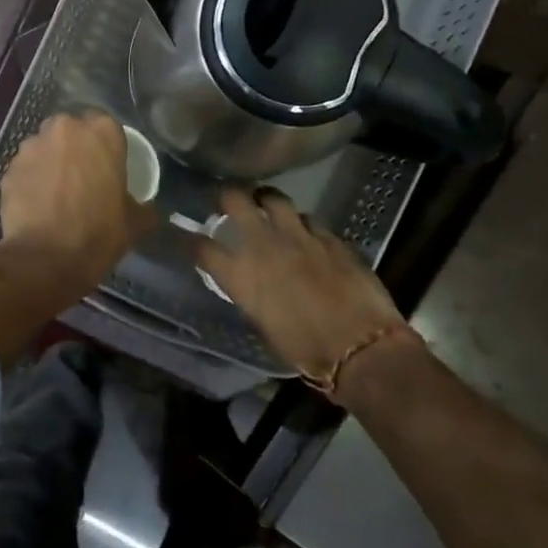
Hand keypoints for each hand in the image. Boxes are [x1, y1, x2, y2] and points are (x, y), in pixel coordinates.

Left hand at [0, 111, 155, 299]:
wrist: (45, 259)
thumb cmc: (98, 234)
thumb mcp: (134, 222)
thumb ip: (142, 206)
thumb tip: (147, 209)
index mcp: (102, 132)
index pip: (106, 125)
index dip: (105, 146)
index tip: (108, 166)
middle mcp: (64, 129)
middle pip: (71, 130)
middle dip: (74, 148)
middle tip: (82, 176)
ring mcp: (32, 147)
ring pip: (44, 147)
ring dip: (50, 162)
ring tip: (55, 193)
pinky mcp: (8, 169)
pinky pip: (25, 169)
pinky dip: (30, 181)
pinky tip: (36, 205)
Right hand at [196, 189, 418, 381]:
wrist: (360, 347)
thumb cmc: (305, 350)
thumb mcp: (263, 324)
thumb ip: (250, 295)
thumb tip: (247, 282)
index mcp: (242, 275)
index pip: (203, 247)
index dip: (191, 239)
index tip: (188, 235)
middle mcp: (265, 246)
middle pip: (237, 202)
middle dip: (228, 196)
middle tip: (227, 201)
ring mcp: (300, 236)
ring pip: (276, 199)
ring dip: (266, 200)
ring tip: (265, 204)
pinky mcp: (330, 237)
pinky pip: (309, 221)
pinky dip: (301, 224)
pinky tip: (304, 233)